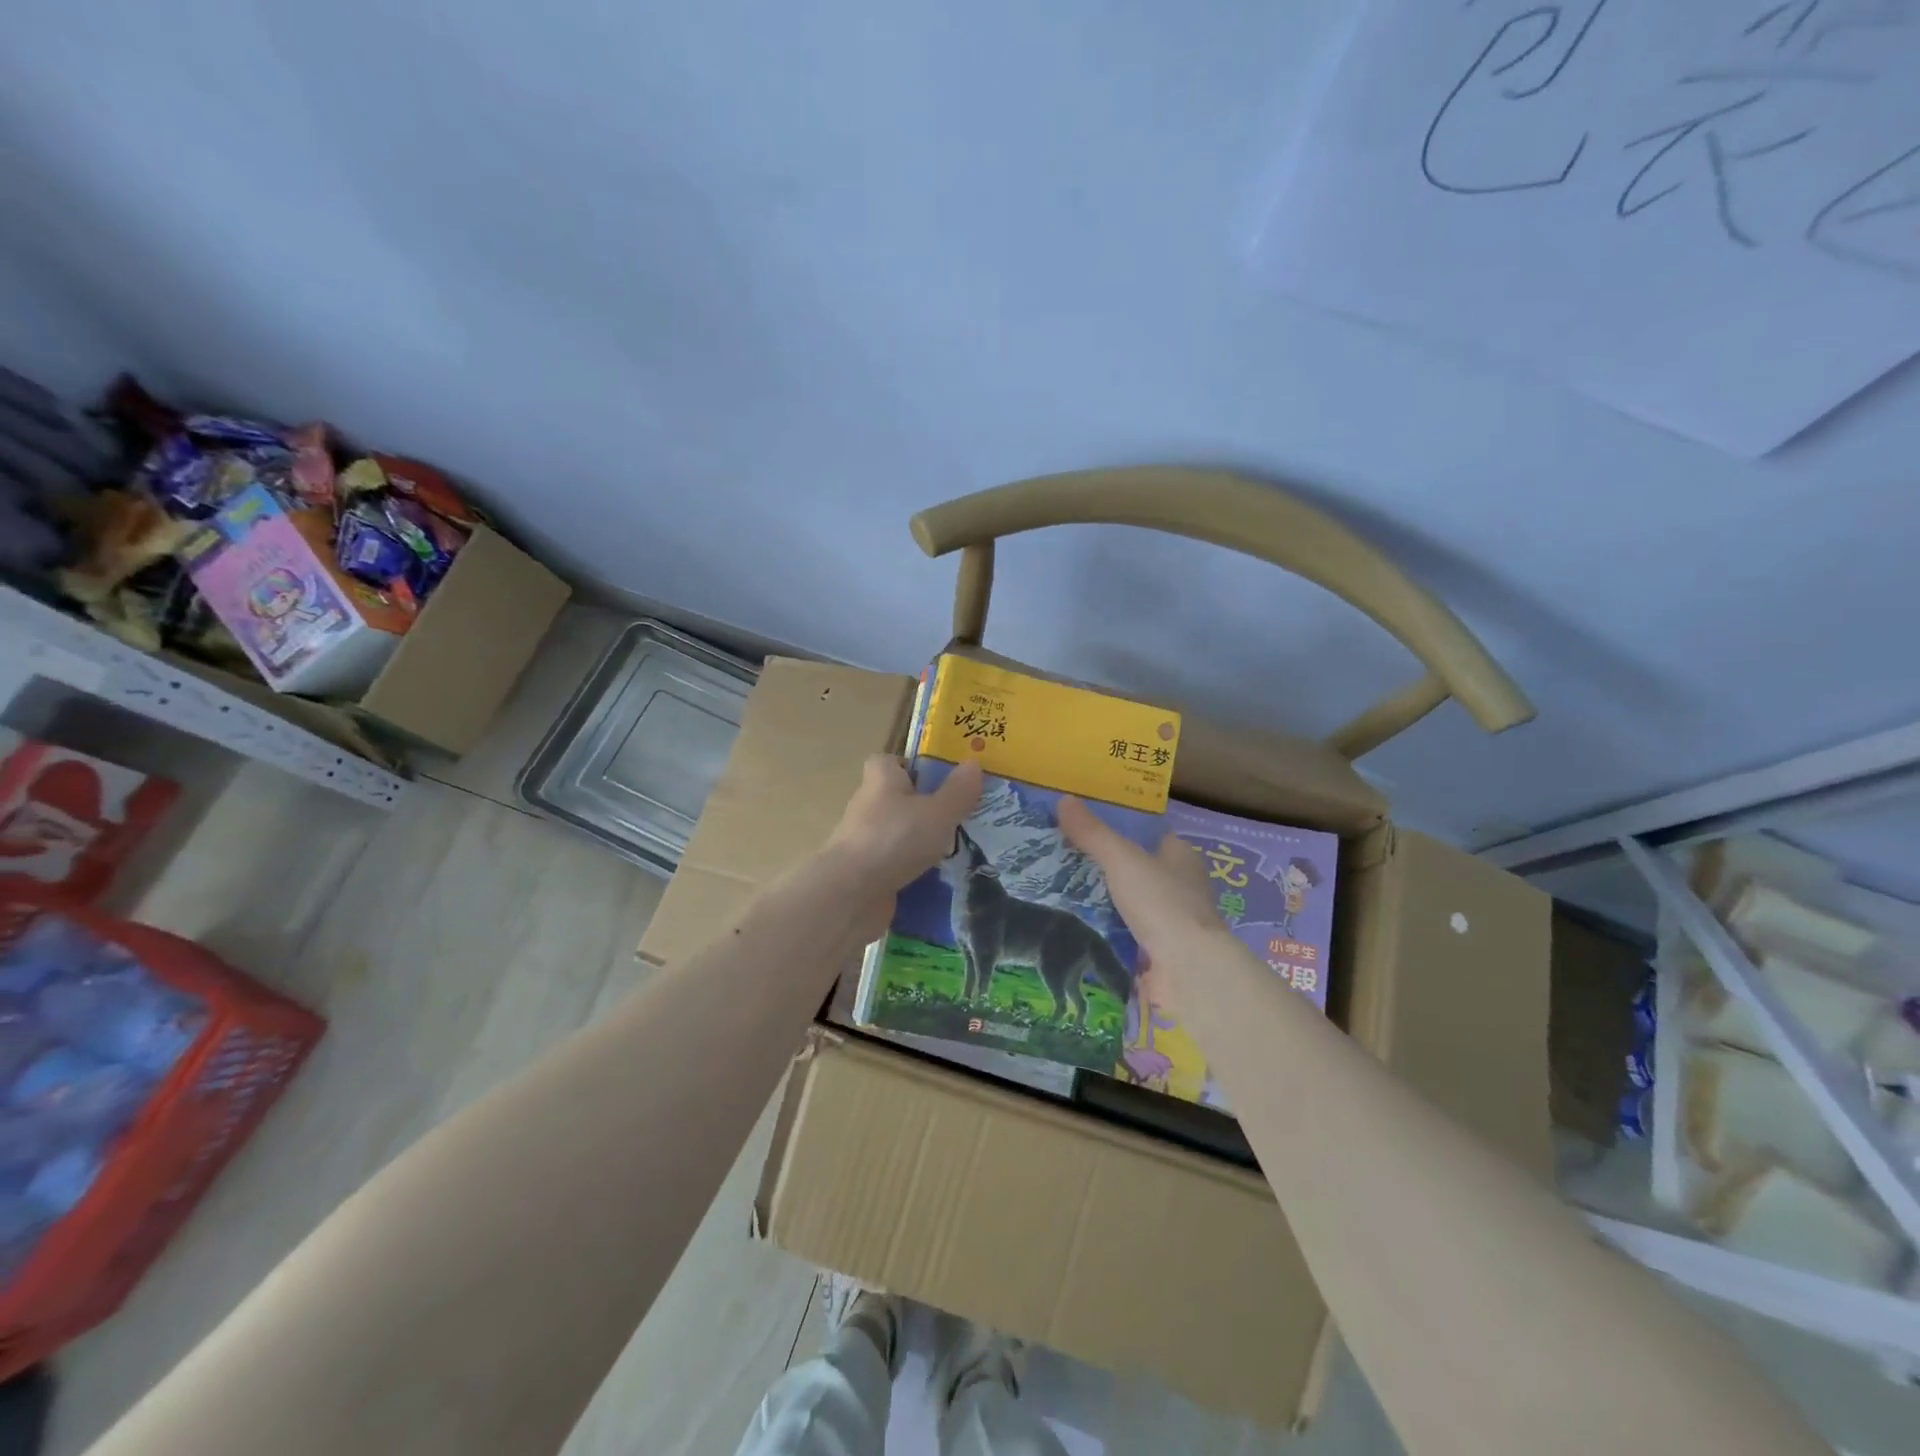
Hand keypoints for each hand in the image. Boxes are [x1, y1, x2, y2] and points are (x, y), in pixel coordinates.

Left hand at [823, 756, 983, 895]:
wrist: (850, 894)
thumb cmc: (895, 839)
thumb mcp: (938, 812)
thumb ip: (958, 790)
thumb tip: (973, 763)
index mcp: (881, 780)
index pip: (888, 761)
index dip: (911, 765)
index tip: (938, 778)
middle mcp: (867, 806)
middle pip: (895, 798)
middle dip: (923, 806)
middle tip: (959, 816)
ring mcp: (863, 841)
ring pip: (896, 833)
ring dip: (919, 841)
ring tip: (957, 850)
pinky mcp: (864, 873)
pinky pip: (893, 864)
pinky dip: (911, 870)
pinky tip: (937, 879)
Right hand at [1058, 797, 1224, 963]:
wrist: (1186, 969)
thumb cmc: (1161, 902)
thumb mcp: (1121, 859)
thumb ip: (1093, 833)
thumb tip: (1063, 799)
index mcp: (1180, 857)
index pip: (1151, 836)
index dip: (1122, 830)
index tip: (1087, 827)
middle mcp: (1180, 887)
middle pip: (1138, 870)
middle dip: (1106, 868)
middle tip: (1063, 859)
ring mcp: (1170, 923)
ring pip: (1129, 904)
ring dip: (1102, 902)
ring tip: (1059, 891)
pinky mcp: (1157, 954)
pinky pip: (1124, 935)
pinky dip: (1104, 932)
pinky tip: (1074, 927)